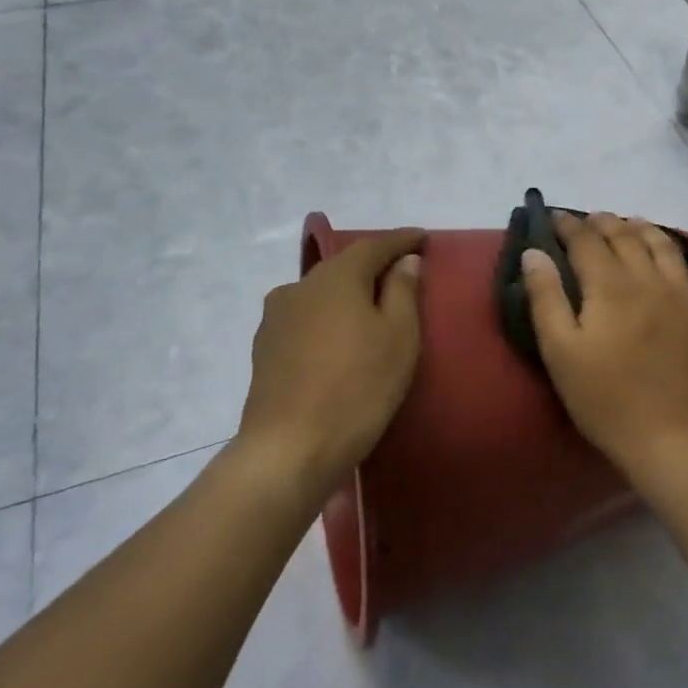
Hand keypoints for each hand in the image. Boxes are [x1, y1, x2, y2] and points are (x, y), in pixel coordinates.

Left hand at [240, 229, 423, 491]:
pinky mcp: (264, 348)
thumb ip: (403, 291)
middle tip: (401, 274)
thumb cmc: (358, 388)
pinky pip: (306, 319)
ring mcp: (275, 318)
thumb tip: (404, 261)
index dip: (401, 240)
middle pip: (344, 267)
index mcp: (336, 277)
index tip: (423, 238)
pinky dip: (328, 319)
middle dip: (373, 266)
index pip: (374, 245)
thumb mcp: (399, 337)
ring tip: (371, 309)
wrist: (289, 449)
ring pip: (321, 293)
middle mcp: (299, 286)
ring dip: (348, 294)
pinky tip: (339, 339)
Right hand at [521, 212, 687, 470]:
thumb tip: (534, 252)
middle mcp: (651, 280)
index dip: (569, 225)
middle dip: (605, 223)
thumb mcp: (559, 351)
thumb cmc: (604, 398)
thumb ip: (545, 297)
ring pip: (667, 248)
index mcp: (610, 286)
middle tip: (591, 219)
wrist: (669, 437)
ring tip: (634, 223)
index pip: (586, 241)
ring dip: (647, 230)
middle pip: (626, 238)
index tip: (554, 218)